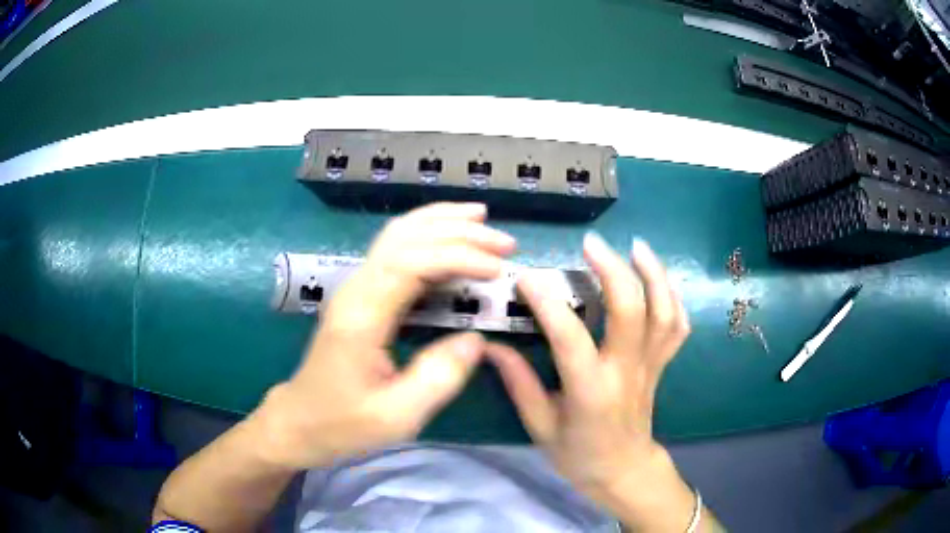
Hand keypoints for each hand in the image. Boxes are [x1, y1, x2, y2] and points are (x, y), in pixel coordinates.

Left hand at [254, 202, 515, 468]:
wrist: (300, 421)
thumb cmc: (343, 423)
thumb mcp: (396, 416)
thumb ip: (439, 378)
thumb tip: (476, 340)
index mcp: (362, 315)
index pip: (411, 262)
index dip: (458, 256)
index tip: (497, 270)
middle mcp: (356, 289)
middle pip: (405, 237)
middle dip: (457, 230)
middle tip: (504, 242)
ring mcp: (356, 287)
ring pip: (398, 234)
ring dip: (441, 222)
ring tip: (481, 217)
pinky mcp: (361, 294)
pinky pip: (396, 250)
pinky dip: (427, 234)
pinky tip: (449, 236)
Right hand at [486, 233, 699, 530]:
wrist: (623, 470)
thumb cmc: (578, 454)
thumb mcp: (539, 426)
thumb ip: (519, 383)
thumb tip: (490, 347)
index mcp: (590, 390)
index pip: (569, 337)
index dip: (548, 302)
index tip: (527, 277)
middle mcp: (626, 371)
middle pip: (631, 311)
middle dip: (613, 270)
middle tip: (591, 244)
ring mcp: (650, 366)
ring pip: (663, 313)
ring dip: (653, 274)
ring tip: (636, 246)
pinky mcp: (662, 365)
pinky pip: (677, 327)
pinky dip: (673, 298)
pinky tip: (660, 278)